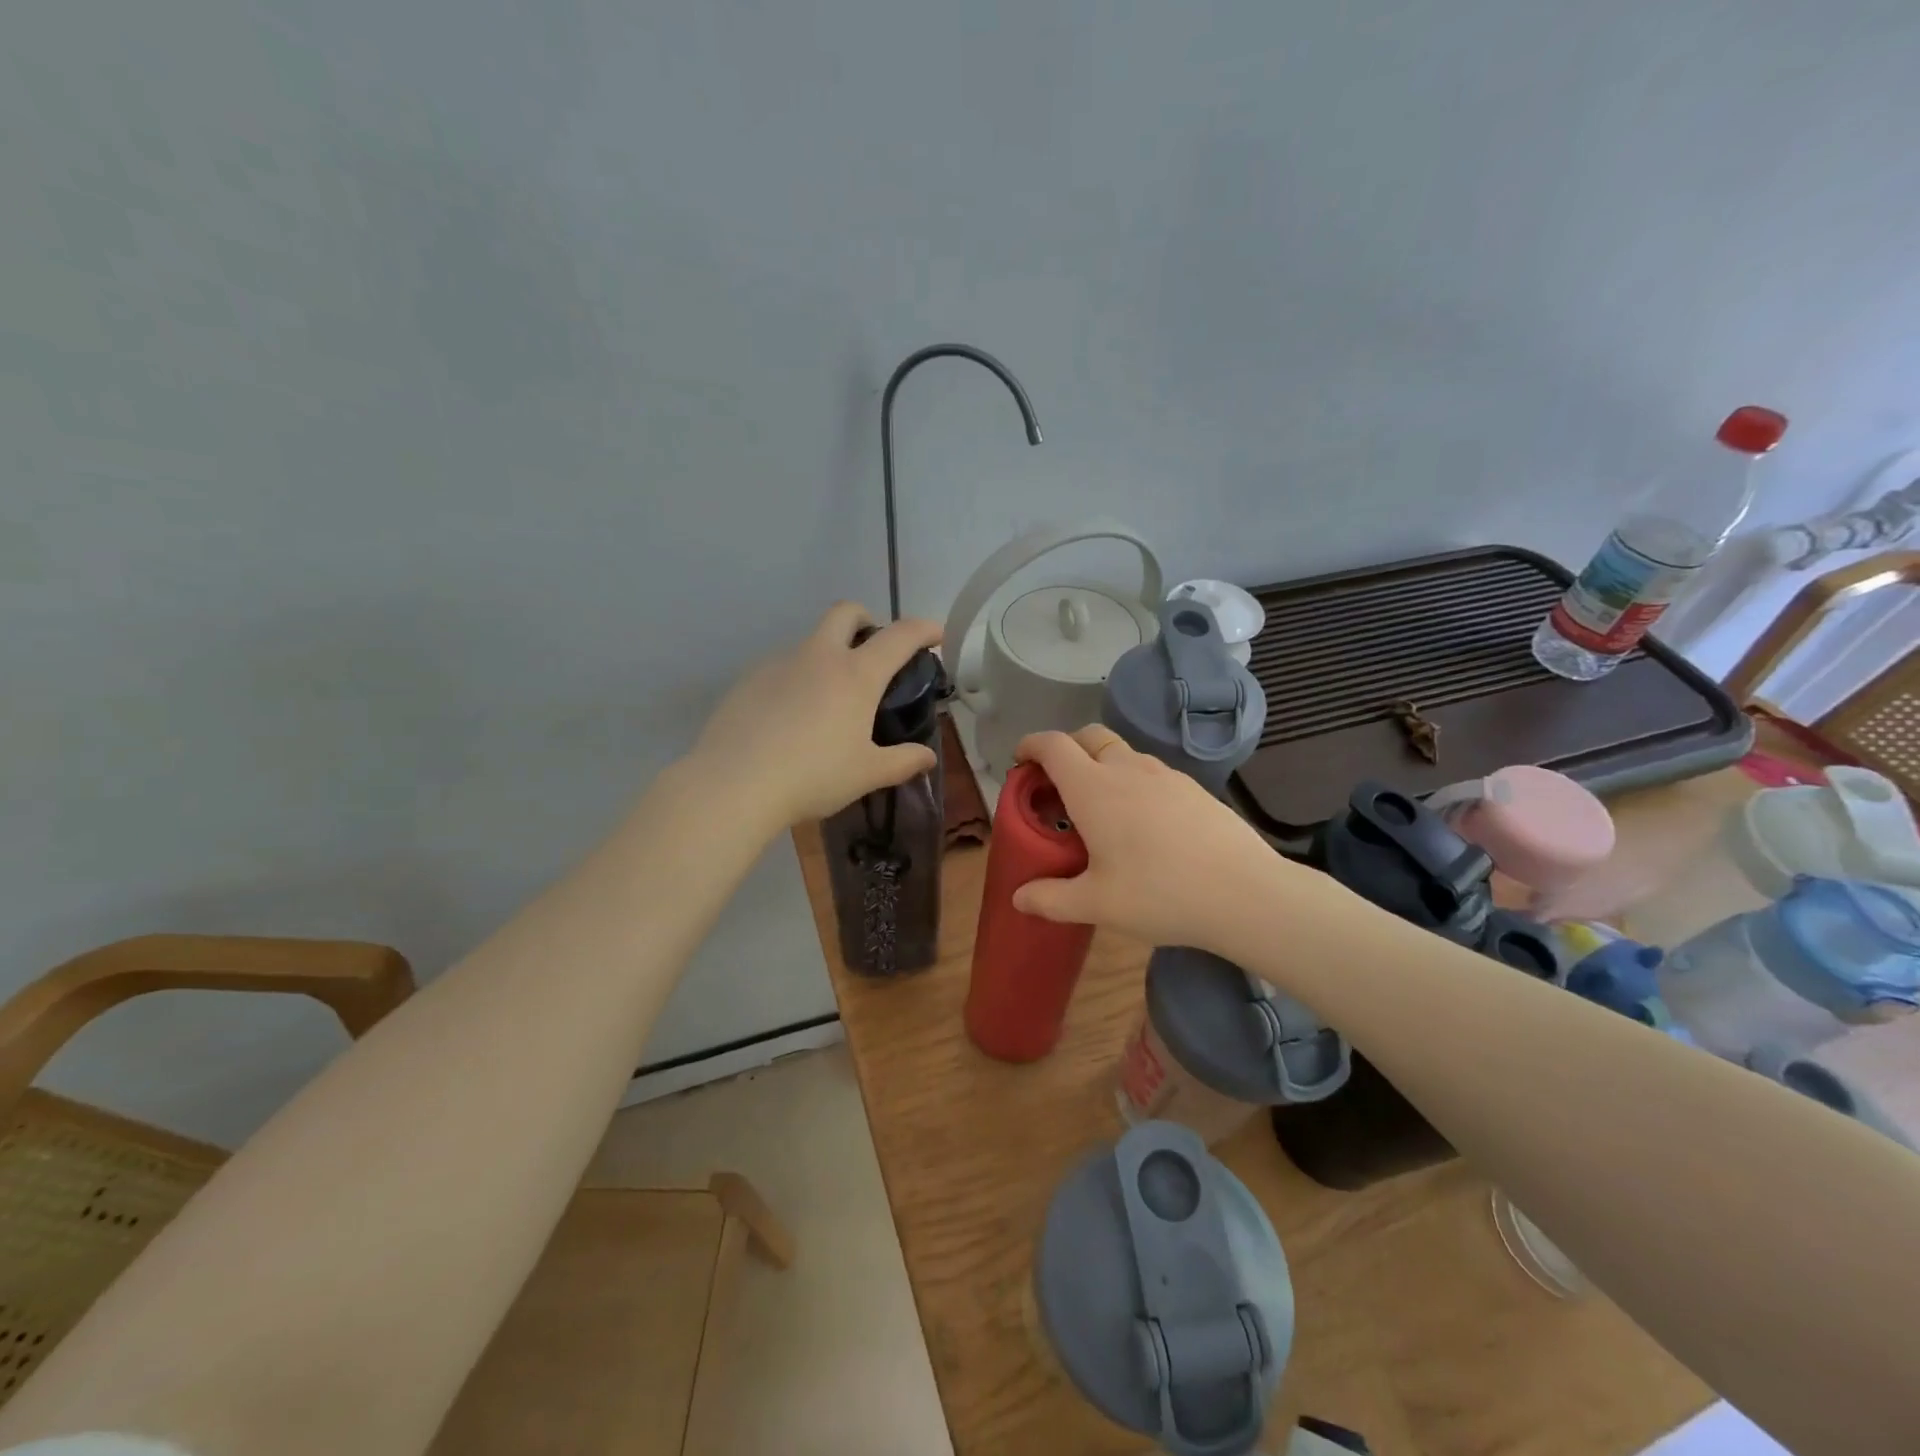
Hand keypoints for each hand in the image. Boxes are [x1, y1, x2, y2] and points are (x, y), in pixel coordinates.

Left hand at [690, 603, 943, 831]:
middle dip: (866, 620)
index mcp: (855, 675)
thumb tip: (928, 758)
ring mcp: (778, 664)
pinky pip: (781, 668)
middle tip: (873, 651)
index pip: (899, 637)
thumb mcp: (866, 774)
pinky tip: (790, 718)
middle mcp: (818, 657)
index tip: (935, 635)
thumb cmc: (813, 776)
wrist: (734, 784)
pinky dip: (796, 680)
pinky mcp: (748, 680)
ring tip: (827, 701)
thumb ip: (902, 762)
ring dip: (827, 655)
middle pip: (846, 612)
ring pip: (810, 642)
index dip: (922, 630)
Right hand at [1010, 725, 1316, 955]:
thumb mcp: (1096, 904)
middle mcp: (1127, 770)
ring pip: (1122, 753)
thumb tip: (1019, 898)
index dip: (1031, 745)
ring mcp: (1165, 775)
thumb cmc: (1159, 893)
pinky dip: (1132, 781)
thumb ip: (1051, 899)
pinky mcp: (1194, 789)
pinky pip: (1151, 772)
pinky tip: (1142, 823)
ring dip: (1101, 765)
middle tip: (1056, 783)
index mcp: (1094, 788)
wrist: (1244, 893)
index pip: (1054, 745)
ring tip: (1099, 807)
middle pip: (1089, 736)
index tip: (1020, 760)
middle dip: (1066, 748)